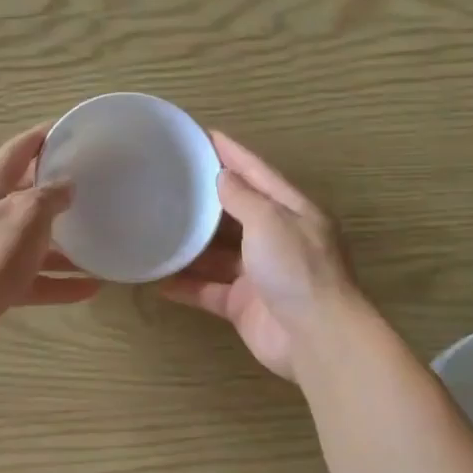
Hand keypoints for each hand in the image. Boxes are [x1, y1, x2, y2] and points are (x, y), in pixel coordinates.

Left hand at [0, 125, 101, 362]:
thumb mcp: (27, 213)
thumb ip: (50, 196)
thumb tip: (66, 186)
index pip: (19, 149)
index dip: (43, 136)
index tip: (71, 130)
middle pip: (27, 196)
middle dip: (58, 192)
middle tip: (94, 187)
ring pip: (34, 242)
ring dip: (65, 245)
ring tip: (99, 243)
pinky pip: (34, 278)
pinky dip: (60, 282)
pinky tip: (91, 288)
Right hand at [159, 132, 356, 381]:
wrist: (316, 338)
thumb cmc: (296, 269)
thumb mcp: (271, 221)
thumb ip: (244, 198)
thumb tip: (224, 178)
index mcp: (292, 212)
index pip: (258, 173)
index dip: (232, 153)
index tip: (204, 134)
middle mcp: (277, 239)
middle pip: (236, 213)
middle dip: (206, 199)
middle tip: (169, 181)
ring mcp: (259, 275)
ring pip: (218, 254)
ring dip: (191, 245)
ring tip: (155, 227)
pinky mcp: (244, 305)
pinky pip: (209, 290)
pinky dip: (187, 285)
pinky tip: (158, 279)